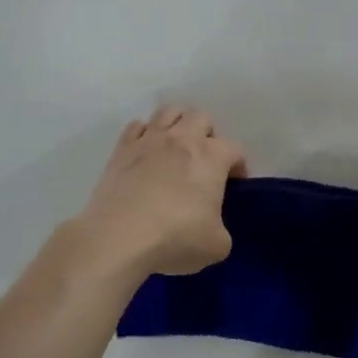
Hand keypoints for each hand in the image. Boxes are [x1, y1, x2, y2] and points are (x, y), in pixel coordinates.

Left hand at [71, 107, 246, 280]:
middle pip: (201, 117)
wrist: (118, 238)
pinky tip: (145, 153)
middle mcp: (182, 139)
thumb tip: (212, 225)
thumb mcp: (217, 246)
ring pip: (169, 111)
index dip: (239, 166)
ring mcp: (149, 140)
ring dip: (178, 125)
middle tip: (204, 162)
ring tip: (176, 149)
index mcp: (212, 157)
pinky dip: (145, 134)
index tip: (234, 185)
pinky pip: (137, 126)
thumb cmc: (175, 238)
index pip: (235, 149)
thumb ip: (221, 228)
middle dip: (208, 135)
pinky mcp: (121, 149)